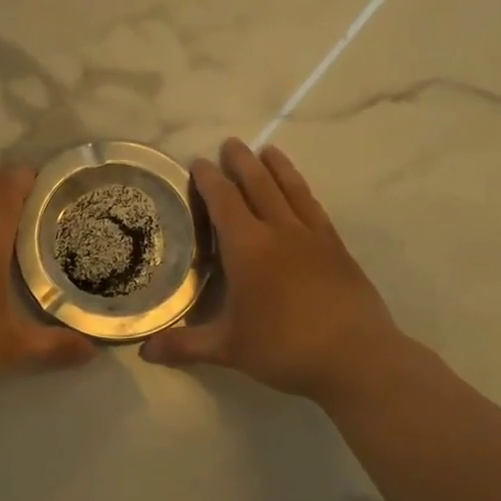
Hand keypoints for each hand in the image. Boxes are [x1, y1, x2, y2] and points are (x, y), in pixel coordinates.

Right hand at [141, 139, 420, 406]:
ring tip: (268, 150)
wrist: (356, 357)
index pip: (223, 201)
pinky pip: (315, 208)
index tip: (199, 162)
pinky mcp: (338, 249)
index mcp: (248, 248)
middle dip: (241, 162)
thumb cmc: (284, 348)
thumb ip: (185, 346)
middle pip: (259, 184)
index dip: (209, 180)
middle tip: (230, 143)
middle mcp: (280, 232)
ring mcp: (313, 237)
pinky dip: (303, 192)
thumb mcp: (228, 349)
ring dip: (277, 167)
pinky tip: (301, 193)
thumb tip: (144, 351)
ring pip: (291, 190)